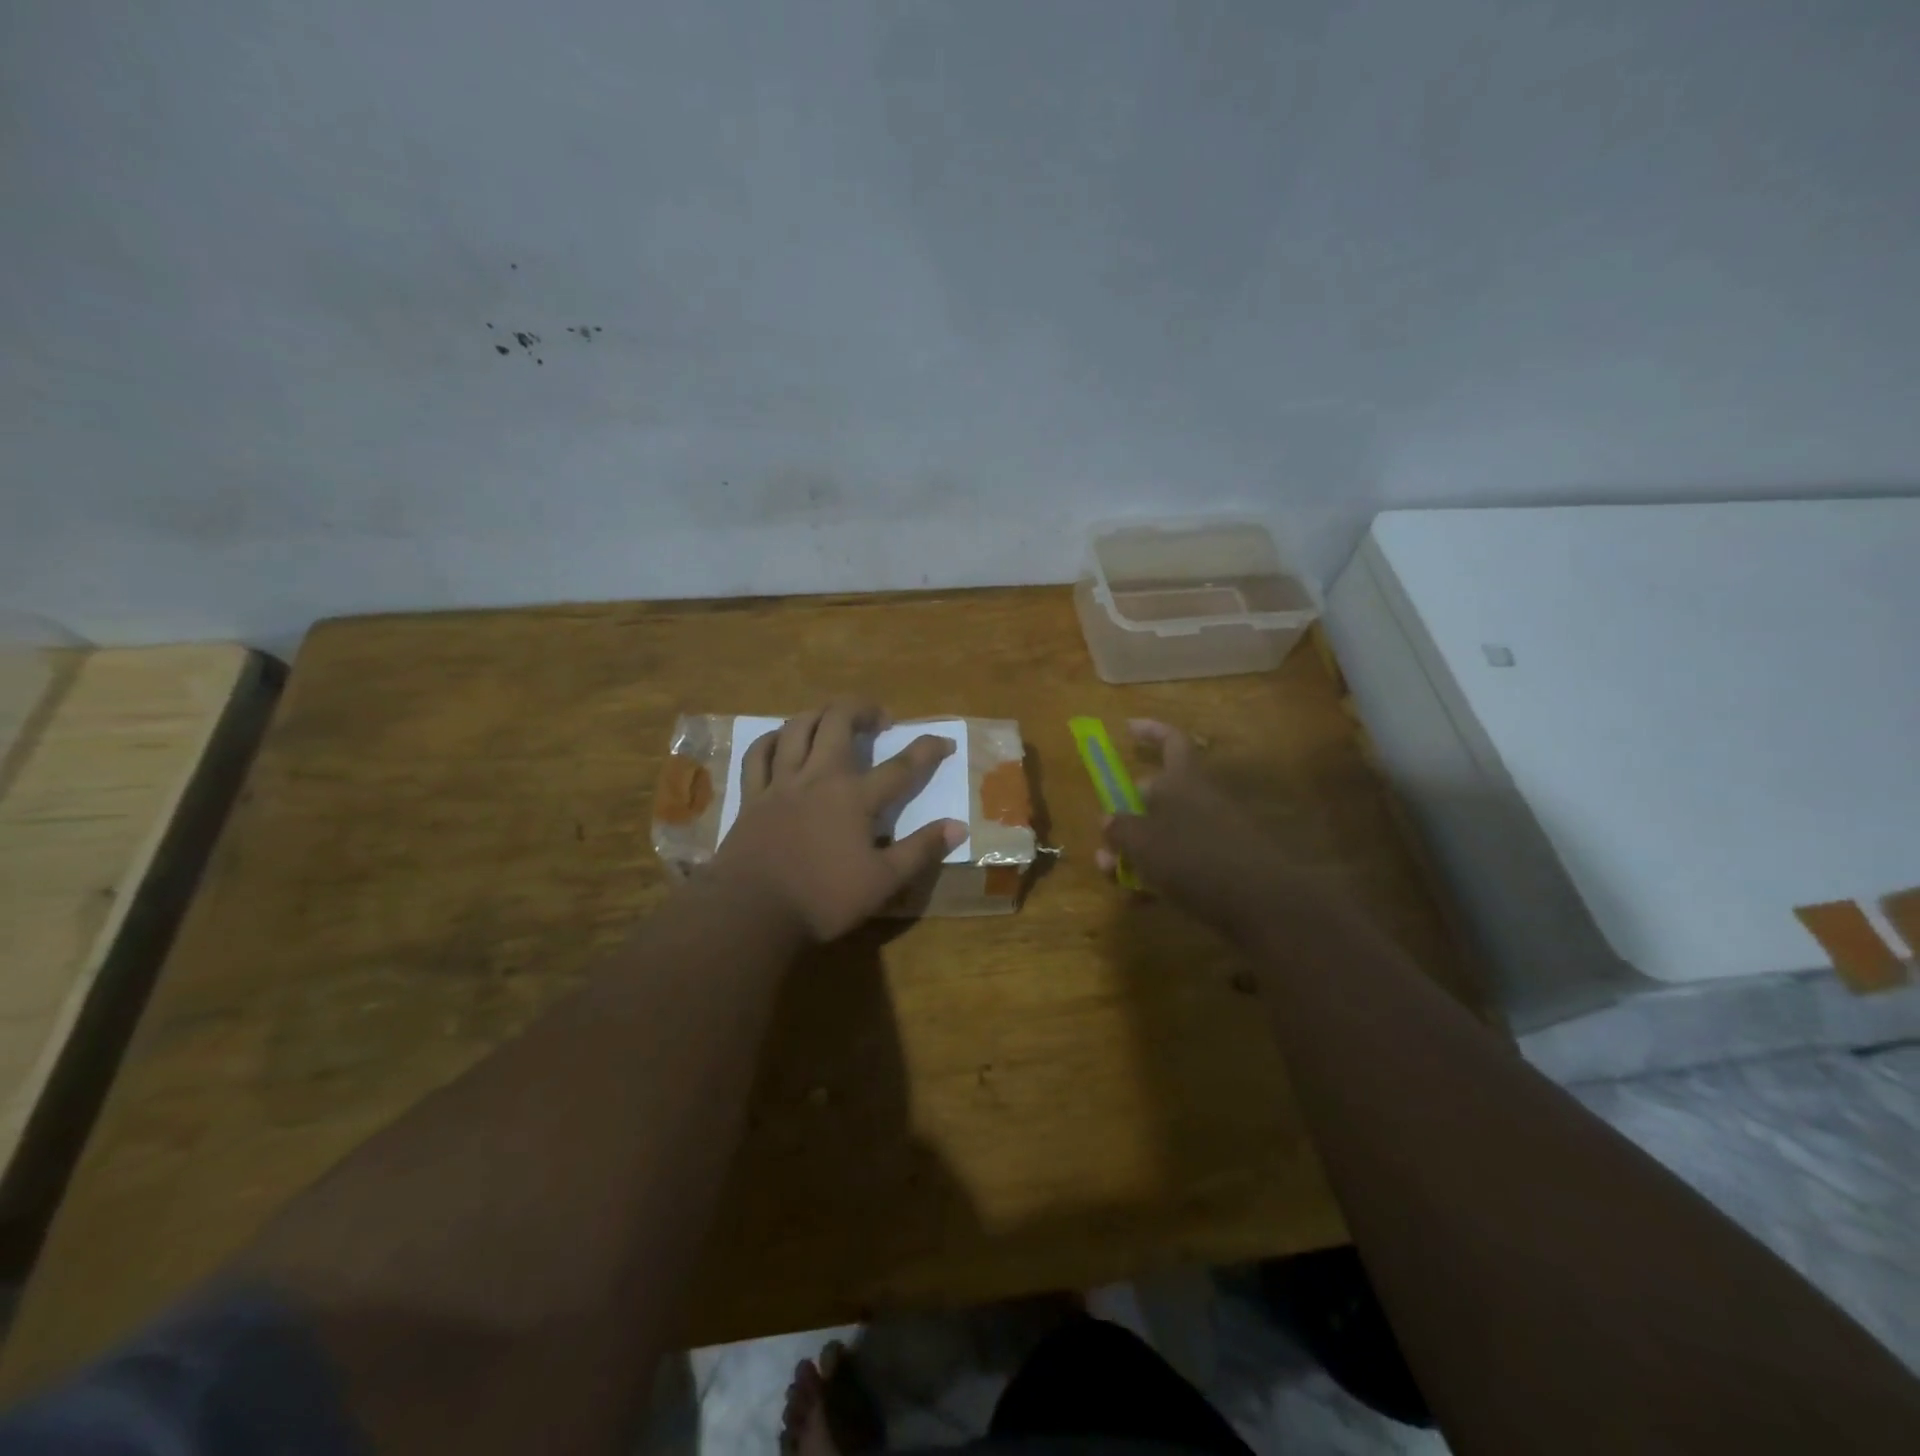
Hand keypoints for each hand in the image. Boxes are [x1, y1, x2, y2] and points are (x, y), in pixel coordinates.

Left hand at [712, 701, 967, 941]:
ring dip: (821, 714)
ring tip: (835, 719)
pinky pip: (758, 754)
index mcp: (855, 797)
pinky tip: (782, 738)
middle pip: (839, 722)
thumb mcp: (883, 881)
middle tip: (880, 719)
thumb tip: (958, 826)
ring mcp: (781, 783)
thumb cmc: (823, 899)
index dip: (927, 750)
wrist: (752, 912)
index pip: (901, 766)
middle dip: (864, 709)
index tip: (945, 741)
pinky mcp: (752, 796)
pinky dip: (773, 739)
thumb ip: (920, 850)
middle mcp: (819, 777)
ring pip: (798, 727)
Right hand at [1098, 720, 1289, 935]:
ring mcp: (1214, 833)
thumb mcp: (1142, 842)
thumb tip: (1109, 819)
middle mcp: (1200, 800)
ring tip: (1111, 872)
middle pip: (1160, 793)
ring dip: (1136, 849)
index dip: (1150, 730)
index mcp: (1183, 781)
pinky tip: (1138, 897)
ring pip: (1165, 832)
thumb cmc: (1192, 859)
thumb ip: (1121, 828)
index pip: (1171, 741)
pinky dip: (1158, 873)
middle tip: (1106, 833)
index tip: (1127, 728)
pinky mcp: (1221, 865)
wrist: (1259, 902)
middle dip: (1127, 812)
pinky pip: (1181, 861)